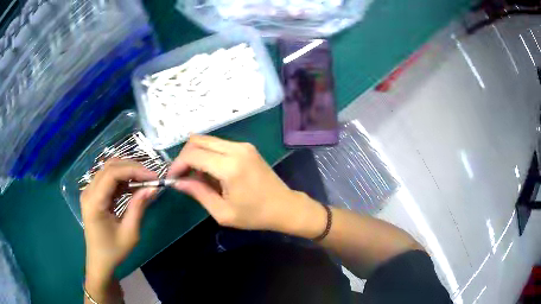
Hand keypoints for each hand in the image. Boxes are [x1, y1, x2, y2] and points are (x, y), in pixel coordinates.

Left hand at [81, 159, 156, 298]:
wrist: (100, 261)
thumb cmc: (114, 251)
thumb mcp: (130, 233)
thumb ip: (138, 207)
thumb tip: (153, 187)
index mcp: (94, 202)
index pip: (112, 174)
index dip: (133, 170)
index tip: (153, 176)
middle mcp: (88, 191)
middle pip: (110, 167)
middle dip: (132, 167)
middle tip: (151, 176)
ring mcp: (89, 192)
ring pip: (108, 170)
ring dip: (127, 171)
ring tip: (144, 180)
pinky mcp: (93, 195)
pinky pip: (107, 179)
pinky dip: (122, 179)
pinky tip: (133, 186)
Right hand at [167, 135, 325, 236]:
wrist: (284, 207)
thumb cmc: (254, 215)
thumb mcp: (222, 212)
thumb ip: (198, 193)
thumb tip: (177, 182)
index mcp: (230, 167)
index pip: (193, 155)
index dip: (177, 165)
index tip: (172, 178)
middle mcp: (236, 149)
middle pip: (198, 140)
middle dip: (184, 157)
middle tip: (182, 176)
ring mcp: (243, 145)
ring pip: (207, 140)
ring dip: (196, 155)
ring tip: (196, 177)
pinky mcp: (247, 147)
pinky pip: (219, 144)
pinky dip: (208, 154)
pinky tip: (210, 172)